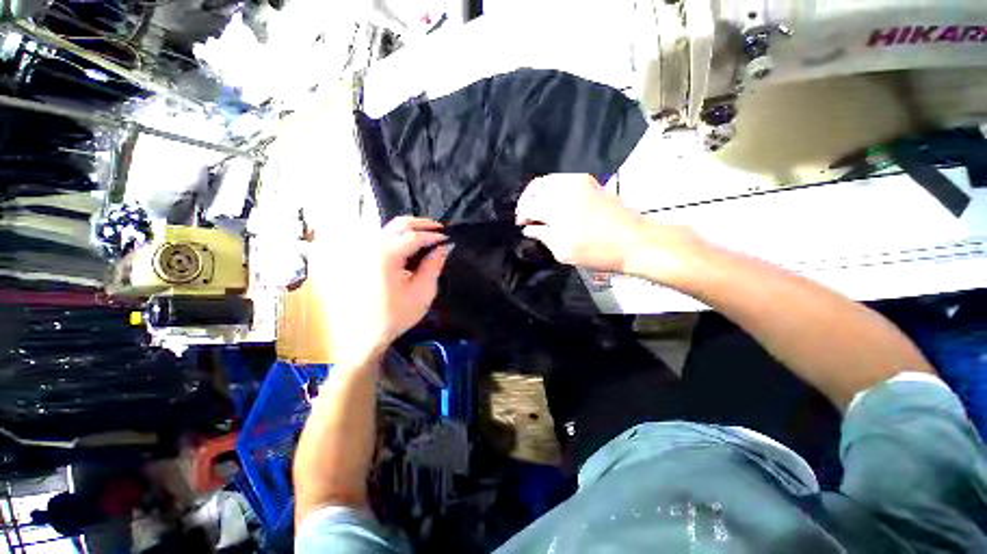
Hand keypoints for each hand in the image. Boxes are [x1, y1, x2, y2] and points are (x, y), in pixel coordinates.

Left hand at [311, 217, 451, 364]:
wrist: (366, 334)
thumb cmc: (397, 314)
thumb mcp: (423, 291)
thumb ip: (434, 265)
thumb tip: (445, 246)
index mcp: (385, 255)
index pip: (414, 236)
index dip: (434, 235)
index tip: (448, 238)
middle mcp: (372, 247)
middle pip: (400, 224)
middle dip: (423, 224)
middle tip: (440, 229)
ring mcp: (364, 251)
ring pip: (390, 228)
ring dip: (411, 228)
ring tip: (429, 233)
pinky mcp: (363, 258)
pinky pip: (384, 238)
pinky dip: (400, 236)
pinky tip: (412, 243)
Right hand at [515, 174, 703, 282]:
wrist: (633, 241)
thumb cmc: (596, 251)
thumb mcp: (563, 250)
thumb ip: (542, 236)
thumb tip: (529, 229)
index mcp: (556, 206)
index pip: (529, 207)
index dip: (522, 217)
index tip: (522, 226)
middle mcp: (564, 187)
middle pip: (535, 187)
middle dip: (526, 201)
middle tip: (526, 216)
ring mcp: (579, 181)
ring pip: (548, 180)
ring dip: (538, 193)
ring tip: (537, 209)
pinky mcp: (589, 181)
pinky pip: (562, 180)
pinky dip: (552, 189)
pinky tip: (553, 203)